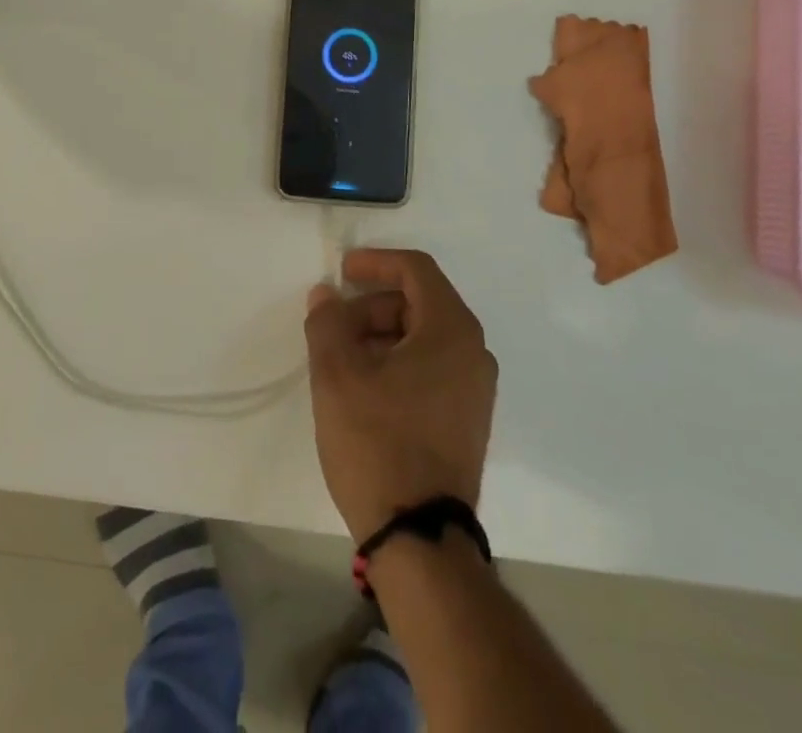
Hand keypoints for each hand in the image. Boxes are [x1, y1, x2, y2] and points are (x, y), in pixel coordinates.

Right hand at [305, 248, 497, 544]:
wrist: (419, 539)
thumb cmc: (378, 442)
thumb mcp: (337, 375)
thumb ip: (327, 323)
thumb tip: (326, 295)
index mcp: (452, 330)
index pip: (416, 269)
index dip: (376, 262)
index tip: (341, 271)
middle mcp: (473, 352)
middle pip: (419, 303)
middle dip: (372, 305)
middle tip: (333, 326)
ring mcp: (475, 389)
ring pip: (423, 338)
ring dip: (381, 335)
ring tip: (341, 360)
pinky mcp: (467, 419)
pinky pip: (432, 368)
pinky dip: (397, 362)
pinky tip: (364, 387)